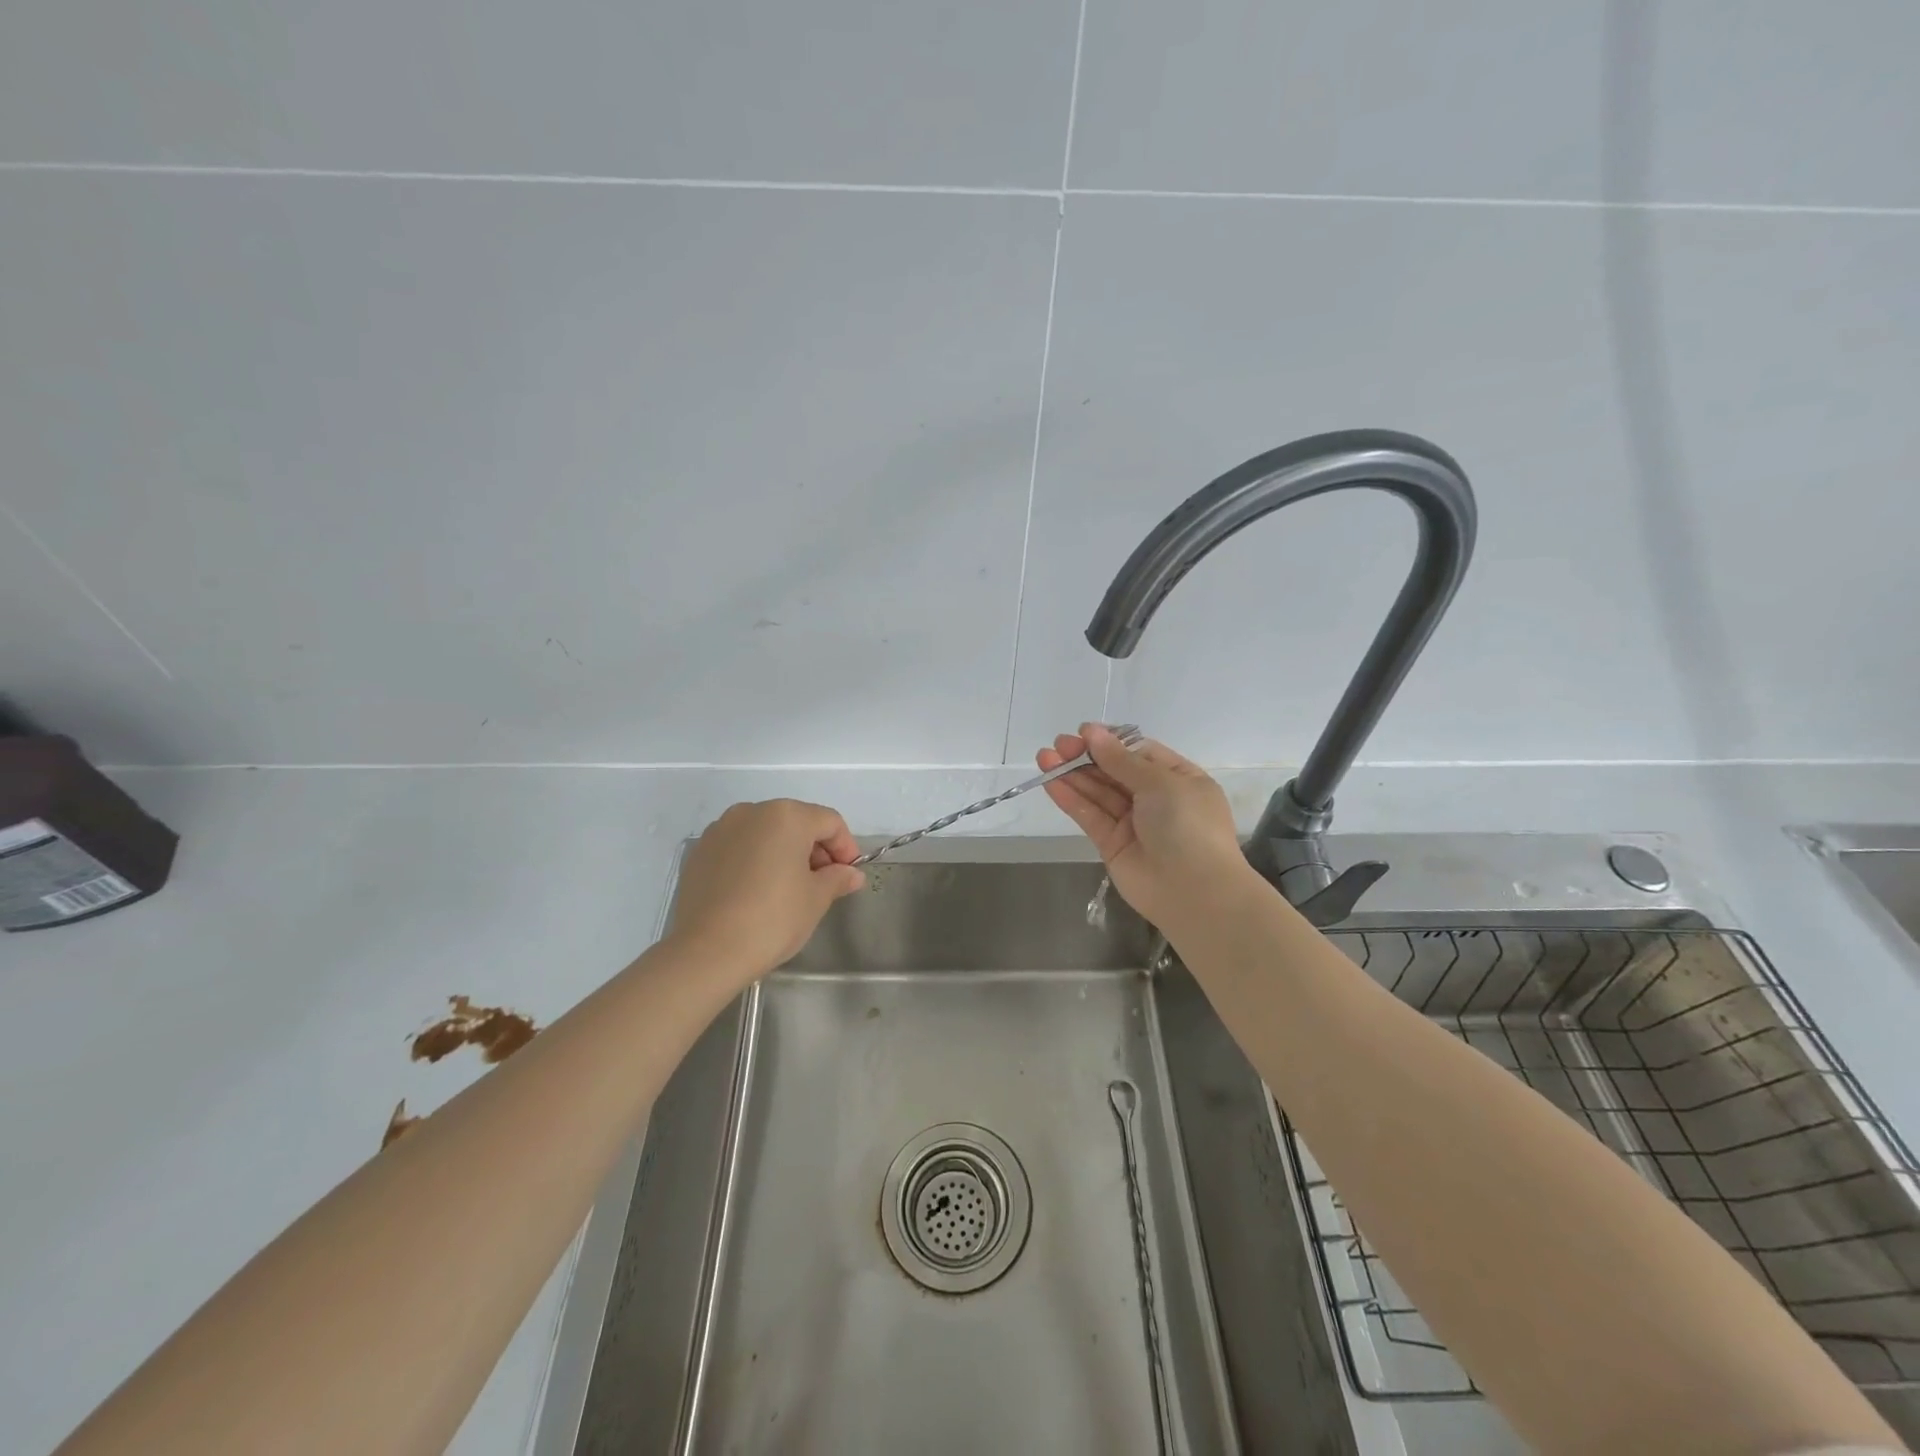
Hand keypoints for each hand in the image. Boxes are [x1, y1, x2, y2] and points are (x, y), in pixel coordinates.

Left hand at [667, 800, 864, 981]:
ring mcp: (721, 830)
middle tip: (823, 883)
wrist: (707, 952)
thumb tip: (851, 874)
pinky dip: (755, 860)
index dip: (846, 847)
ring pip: (764, 833)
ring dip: (784, 853)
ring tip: (789, 888)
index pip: (829, 822)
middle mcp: (752, 812)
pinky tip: (756, 892)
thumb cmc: (773, 919)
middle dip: (814, 849)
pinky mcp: (700, 852)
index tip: (849, 875)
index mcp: (786, 816)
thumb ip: (837, 878)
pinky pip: (738, 847)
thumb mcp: (816, 899)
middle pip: (796, 822)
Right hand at [1038, 724, 1255, 933]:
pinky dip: (1071, 799)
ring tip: (1044, 757)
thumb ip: (1121, 760)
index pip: (1140, 753)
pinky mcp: (1112, 844)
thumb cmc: (1188, 825)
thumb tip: (1092, 733)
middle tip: (1058, 744)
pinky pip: (1090, 816)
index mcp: (1179, 779)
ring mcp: (1133, 823)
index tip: (1084, 731)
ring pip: (1098, 793)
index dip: (1112, 742)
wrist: (1193, 891)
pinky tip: (1050, 782)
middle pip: (1115, 771)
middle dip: (1087, 756)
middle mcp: (1156, 799)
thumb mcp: (1160, 783)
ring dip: (1072, 775)